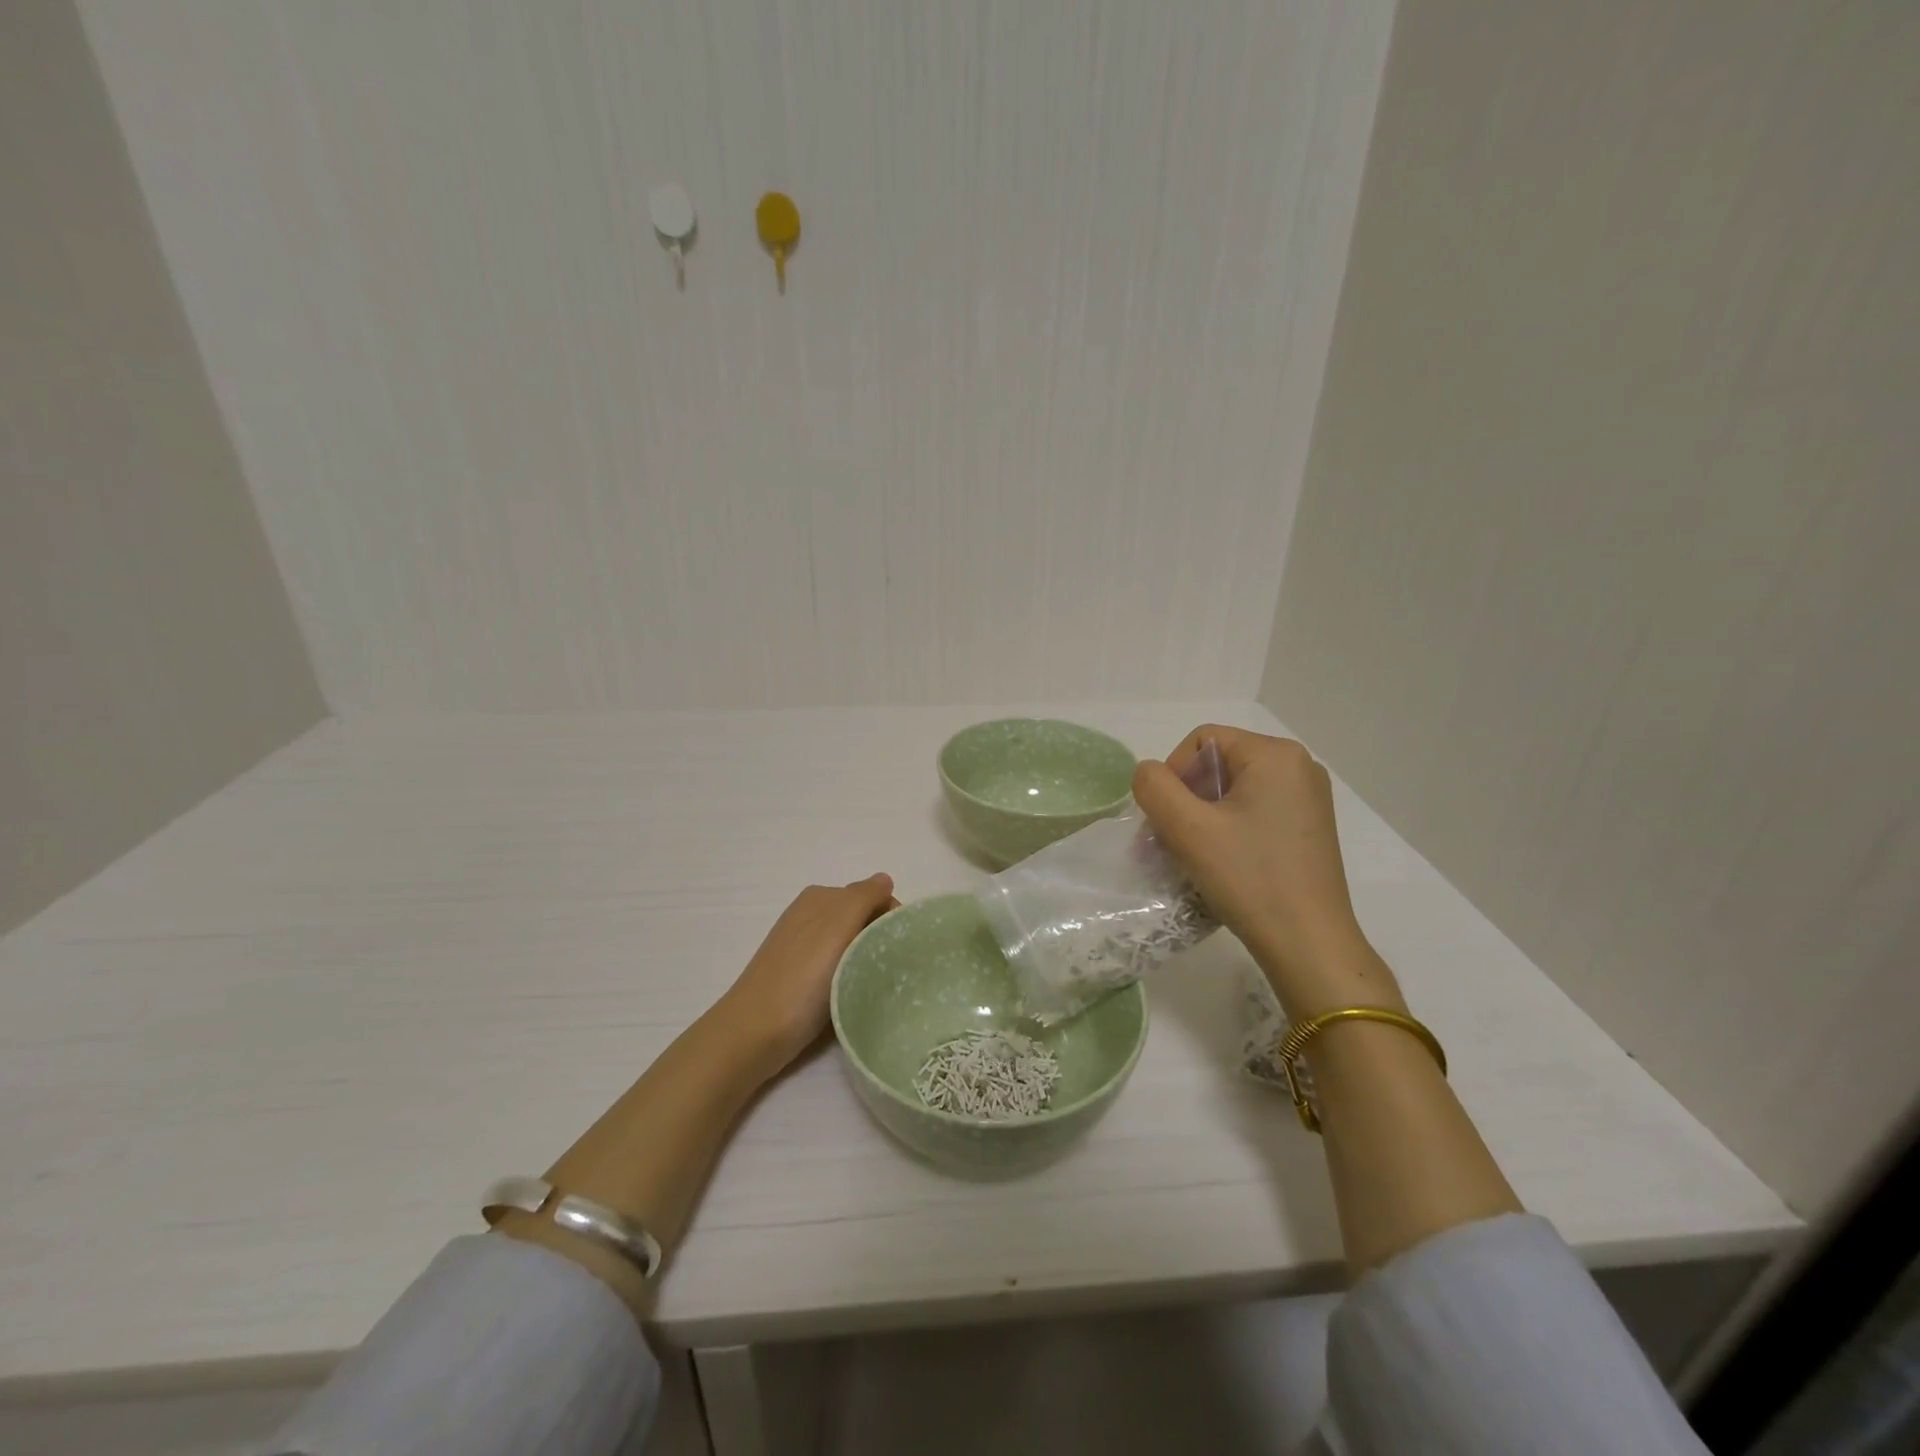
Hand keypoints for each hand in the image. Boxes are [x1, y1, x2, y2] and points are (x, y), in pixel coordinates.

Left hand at [717, 875, 897, 1077]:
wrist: (756, 1032)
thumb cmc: (802, 976)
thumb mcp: (837, 925)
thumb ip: (864, 896)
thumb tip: (884, 879)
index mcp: (820, 898)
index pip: (871, 897)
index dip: (891, 917)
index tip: (904, 947)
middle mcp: (810, 916)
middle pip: (862, 920)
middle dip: (880, 938)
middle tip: (893, 968)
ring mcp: (803, 948)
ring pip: (851, 945)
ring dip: (868, 960)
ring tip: (875, 984)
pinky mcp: (800, 978)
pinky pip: (838, 968)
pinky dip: (851, 977)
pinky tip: (855, 995)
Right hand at [1133, 727, 1397, 1015]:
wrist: (1309, 945)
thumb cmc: (1249, 878)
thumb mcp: (1188, 829)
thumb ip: (1155, 788)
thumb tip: (1149, 773)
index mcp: (1276, 755)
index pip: (1202, 741)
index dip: (1172, 774)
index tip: (1165, 819)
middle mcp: (1299, 767)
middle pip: (1219, 765)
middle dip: (1185, 799)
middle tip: (1168, 841)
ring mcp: (1309, 799)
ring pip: (1234, 791)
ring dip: (1201, 817)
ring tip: (1189, 855)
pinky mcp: (1309, 829)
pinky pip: (1254, 812)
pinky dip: (1227, 829)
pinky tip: (1219, 863)